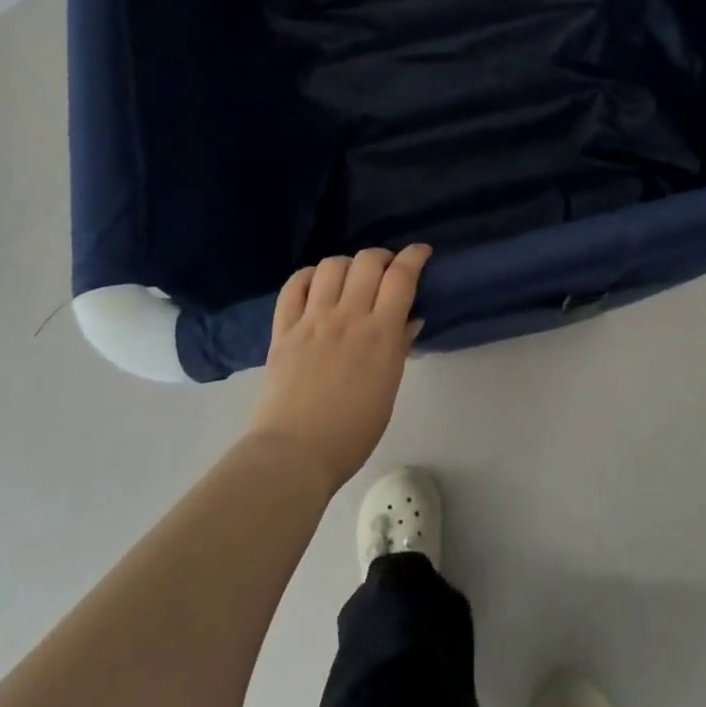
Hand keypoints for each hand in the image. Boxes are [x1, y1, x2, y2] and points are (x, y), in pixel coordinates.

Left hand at [247, 245, 432, 495]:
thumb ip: (399, 348)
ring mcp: (312, 320)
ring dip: (347, 264)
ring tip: (350, 278)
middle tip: (386, 270)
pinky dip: (308, 276)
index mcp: (379, 334)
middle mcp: (347, 316)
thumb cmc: (351, 432)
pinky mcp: (284, 328)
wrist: (294, 454)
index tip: (421, 252)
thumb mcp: (388, 390)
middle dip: (383, 256)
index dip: (414, 256)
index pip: (401, 277)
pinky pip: (294, 286)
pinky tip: (316, 284)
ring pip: (332, 266)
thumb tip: (410, 318)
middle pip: (368, 261)